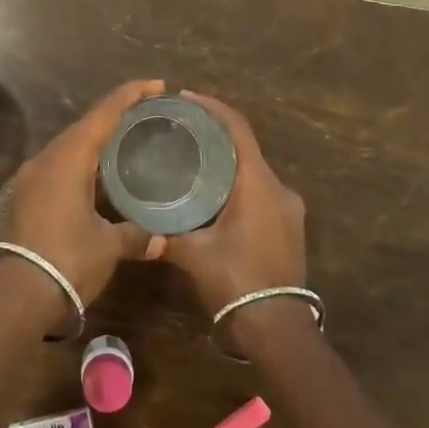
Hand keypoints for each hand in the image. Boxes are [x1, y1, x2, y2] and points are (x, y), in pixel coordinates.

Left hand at [0, 80, 168, 320]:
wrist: (19, 295)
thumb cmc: (68, 260)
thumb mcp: (108, 246)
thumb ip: (135, 236)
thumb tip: (161, 240)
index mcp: (68, 159)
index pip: (104, 114)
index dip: (130, 95)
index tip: (156, 85)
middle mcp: (47, 159)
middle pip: (85, 126)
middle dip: (115, 116)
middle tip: (146, 114)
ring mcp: (32, 178)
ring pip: (70, 147)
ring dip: (97, 141)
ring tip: (127, 142)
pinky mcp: (27, 197)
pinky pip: (60, 166)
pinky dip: (83, 163)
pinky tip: (100, 177)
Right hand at [160, 93, 306, 335]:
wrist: (277, 329)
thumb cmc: (236, 281)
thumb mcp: (194, 255)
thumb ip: (166, 234)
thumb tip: (139, 226)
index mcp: (259, 184)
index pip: (238, 130)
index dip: (213, 108)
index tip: (186, 98)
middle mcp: (279, 189)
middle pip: (246, 148)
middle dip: (215, 136)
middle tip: (181, 131)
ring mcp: (289, 210)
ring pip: (254, 172)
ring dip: (227, 163)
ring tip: (192, 160)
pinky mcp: (289, 228)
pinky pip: (261, 192)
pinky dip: (237, 185)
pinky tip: (212, 195)